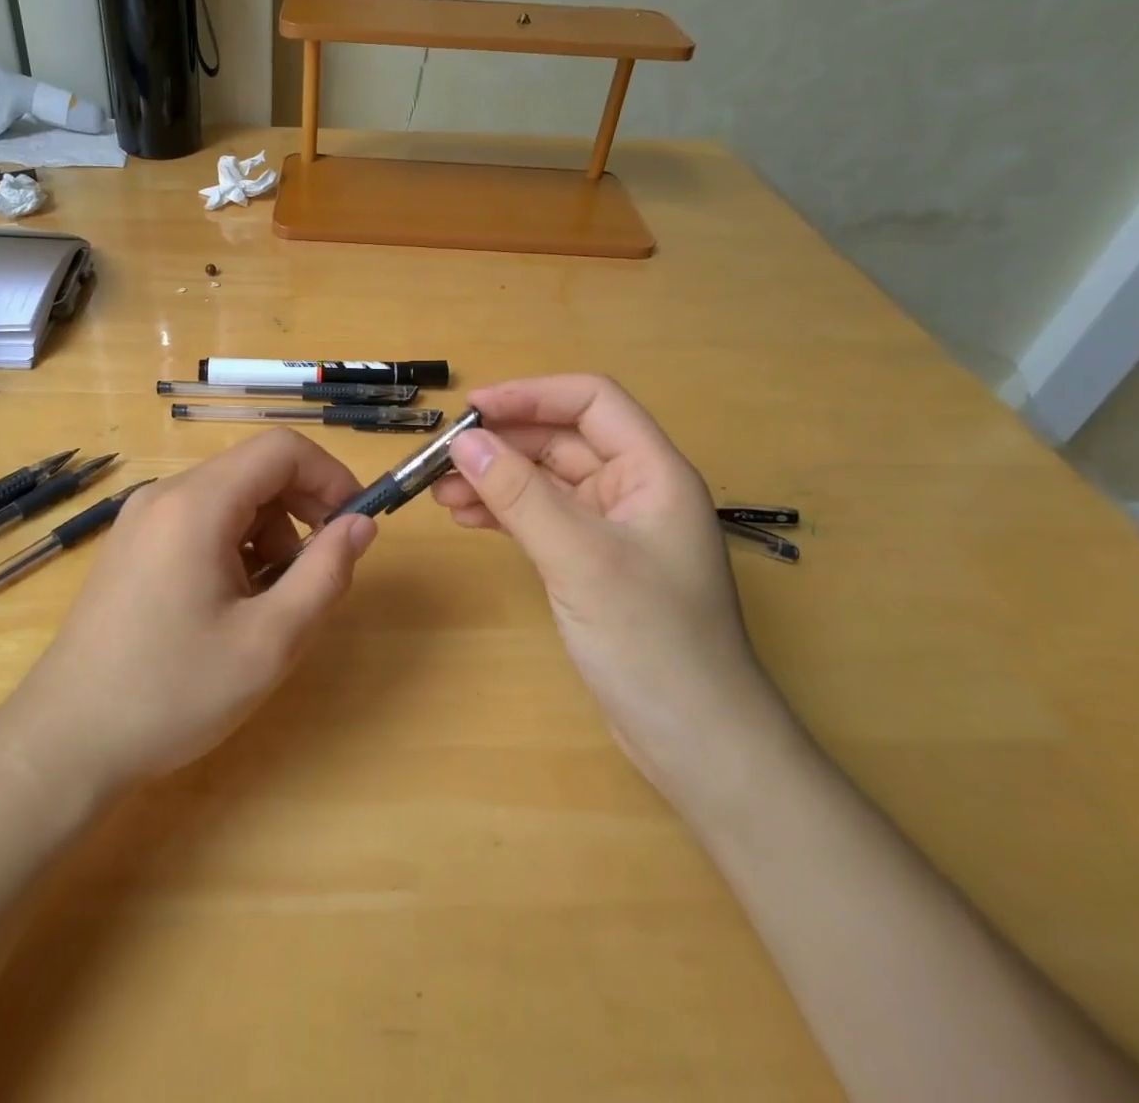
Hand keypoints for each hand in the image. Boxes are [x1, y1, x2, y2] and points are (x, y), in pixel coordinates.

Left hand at [4, 429, 375, 795]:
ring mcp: (141, 519)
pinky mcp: (131, 545)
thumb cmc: (171, 692)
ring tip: (268, 601)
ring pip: (229, 497)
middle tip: (318, 571)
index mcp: (196, 505)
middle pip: (255, 470)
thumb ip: (324, 574)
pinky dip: (234, 545)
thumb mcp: (268, 642)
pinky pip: (200, 521)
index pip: (282, 449)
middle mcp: (165, 495)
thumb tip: (361, 525)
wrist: (65, 742)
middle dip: (301, 510)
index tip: (355, 524)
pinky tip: (230, 603)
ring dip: (269, 533)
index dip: (330, 476)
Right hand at [430, 375, 784, 789]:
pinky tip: (468, 519)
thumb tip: (463, 442)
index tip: (472, 409)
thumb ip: (520, 495)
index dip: (531, 395)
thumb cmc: (652, 641)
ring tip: (441, 493)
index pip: (591, 401)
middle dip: (503, 443)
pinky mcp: (593, 563)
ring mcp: (613, 529)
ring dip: (497, 479)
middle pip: (562, 440)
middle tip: (442, 458)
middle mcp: (634, 490)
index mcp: (652, 471)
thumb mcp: (580, 558)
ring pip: (546, 481)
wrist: (697, 743)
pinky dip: (505, 514)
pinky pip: (543, 519)